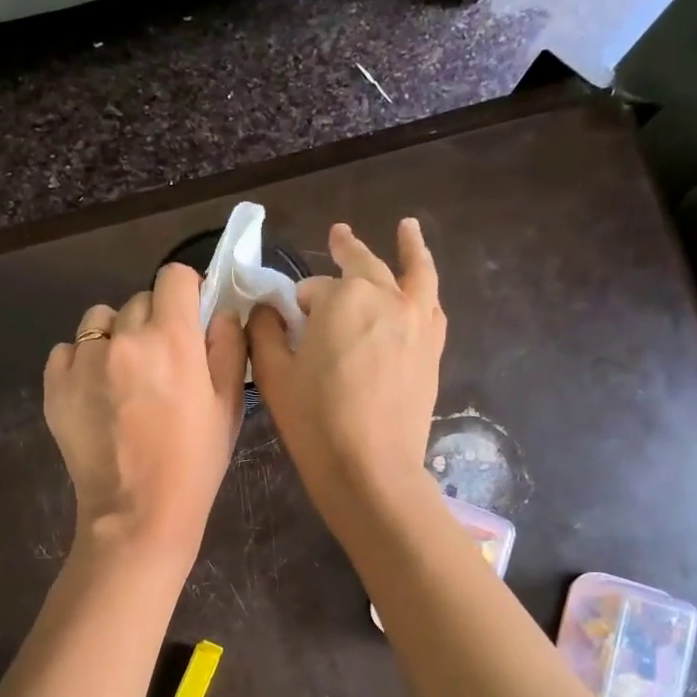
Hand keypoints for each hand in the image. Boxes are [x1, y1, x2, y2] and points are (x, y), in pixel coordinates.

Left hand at [44, 262, 246, 559]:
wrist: (137, 513)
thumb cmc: (193, 464)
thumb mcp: (227, 407)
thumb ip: (227, 348)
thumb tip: (218, 312)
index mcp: (172, 339)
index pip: (174, 276)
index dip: (186, 291)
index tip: (189, 316)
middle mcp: (124, 338)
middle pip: (139, 300)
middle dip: (153, 321)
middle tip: (161, 362)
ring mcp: (83, 361)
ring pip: (99, 321)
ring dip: (114, 336)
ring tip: (123, 376)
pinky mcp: (55, 385)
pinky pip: (67, 350)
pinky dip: (82, 362)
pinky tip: (95, 394)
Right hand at [250, 218, 444, 514]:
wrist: (370, 468)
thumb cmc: (315, 421)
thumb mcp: (273, 375)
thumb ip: (265, 332)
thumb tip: (267, 310)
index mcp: (342, 298)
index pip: (312, 289)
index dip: (297, 305)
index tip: (288, 323)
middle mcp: (385, 297)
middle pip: (363, 266)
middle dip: (347, 249)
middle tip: (338, 234)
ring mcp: (416, 321)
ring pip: (414, 272)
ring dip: (408, 247)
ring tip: (406, 228)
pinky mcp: (432, 348)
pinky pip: (432, 306)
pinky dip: (425, 289)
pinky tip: (421, 288)